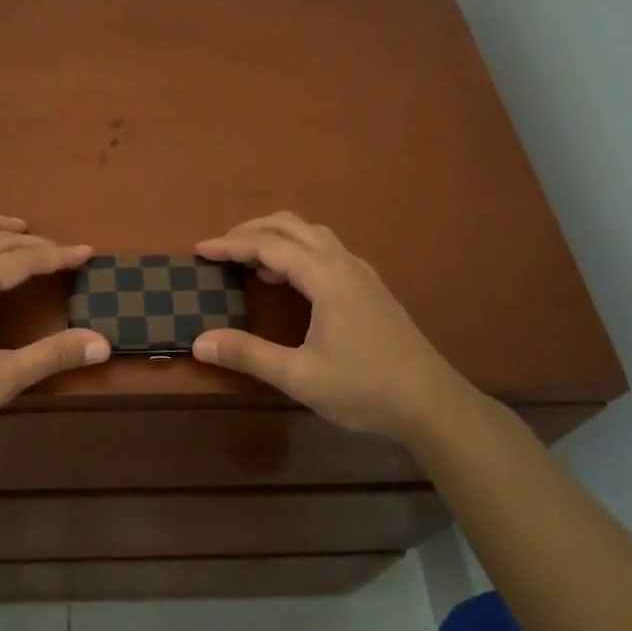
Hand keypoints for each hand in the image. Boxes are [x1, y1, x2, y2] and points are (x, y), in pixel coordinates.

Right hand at [193, 213, 472, 444]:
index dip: (231, 244)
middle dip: (251, 230)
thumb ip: (248, 355)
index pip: (268, 245)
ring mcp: (361, 272)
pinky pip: (326, 250)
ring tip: (250, 260)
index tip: (200, 249)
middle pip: (291, 226)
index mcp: (325, 277)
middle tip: (220, 248)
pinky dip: (298, 250)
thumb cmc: (365, 389)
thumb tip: (199, 342)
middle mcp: (343, 263)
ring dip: (277, 237)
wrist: (432, 404)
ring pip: (312, 234)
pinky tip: (290, 279)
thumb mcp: (300, 377)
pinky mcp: (370, 287)